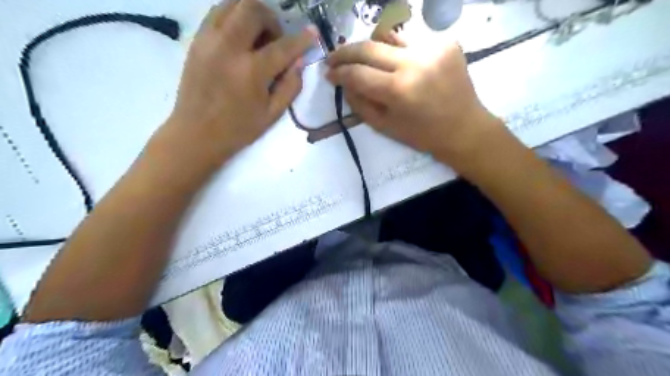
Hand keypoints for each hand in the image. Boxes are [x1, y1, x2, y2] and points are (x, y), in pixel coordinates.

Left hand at [165, 0, 316, 165]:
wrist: (196, 134)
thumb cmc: (238, 129)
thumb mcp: (272, 114)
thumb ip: (290, 86)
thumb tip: (299, 62)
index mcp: (251, 71)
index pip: (283, 46)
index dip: (302, 39)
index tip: (313, 33)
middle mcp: (229, 48)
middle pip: (253, 9)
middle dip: (271, 19)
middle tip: (275, 39)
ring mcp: (208, 40)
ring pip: (231, 3)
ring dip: (250, 14)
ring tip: (256, 37)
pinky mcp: (196, 41)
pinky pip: (216, 14)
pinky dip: (233, 18)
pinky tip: (239, 38)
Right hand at [328, 34, 505, 168]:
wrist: (464, 128)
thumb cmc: (422, 135)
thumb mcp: (384, 126)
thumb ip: (359, 103)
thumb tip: (343, 82)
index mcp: (399, 90)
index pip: (357, 73)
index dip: (338, 72)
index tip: (328, 73)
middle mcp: (415, 62)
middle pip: (369, 47)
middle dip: (345, 52)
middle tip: (333, 58)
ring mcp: (433, 48)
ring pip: (388, 37)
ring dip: (371, 48)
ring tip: (363, 59)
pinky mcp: (446, 42)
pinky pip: (410, 40)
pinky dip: (397, 50)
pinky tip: (396, 63)